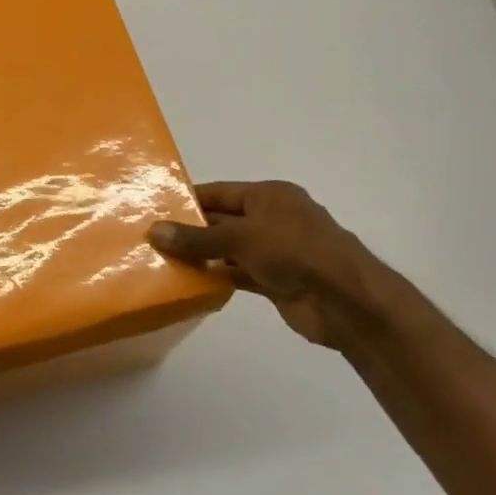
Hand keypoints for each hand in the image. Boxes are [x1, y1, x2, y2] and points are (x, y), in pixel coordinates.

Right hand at [148, 181, 409, 350]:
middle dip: (190, 230)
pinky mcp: (275, 280)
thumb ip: (196, 237)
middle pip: (222, 220)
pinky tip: (188, 283)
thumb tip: (154, 231)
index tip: (153, 210)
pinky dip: (217, 277)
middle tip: (150, 239)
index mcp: (269, 196)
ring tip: (161, 261)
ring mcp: (274, 251)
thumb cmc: (294, 252)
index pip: (219, 193)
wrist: (345, 301)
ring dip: (201, 256)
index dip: (188, 200)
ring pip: (228, 249)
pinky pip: (237, 274)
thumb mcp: (240, 237)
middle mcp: (271, 219)